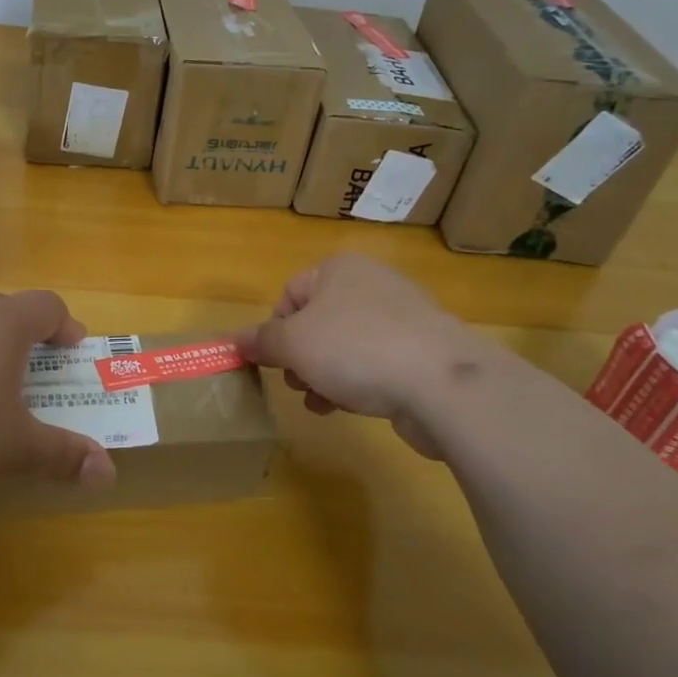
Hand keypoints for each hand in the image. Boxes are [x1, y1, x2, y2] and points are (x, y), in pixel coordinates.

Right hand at [233, 254, 493, 457]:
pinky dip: (357, 382)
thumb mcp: (294, 343)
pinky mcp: (423, 351)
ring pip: (345, 345)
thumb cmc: (355, 349)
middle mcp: (371, 283)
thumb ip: (262, 341)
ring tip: (319, 401)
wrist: (442, 383)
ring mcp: (402, 317)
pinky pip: (375, 363)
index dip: (275, 330)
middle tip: (297, 383)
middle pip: (317, 321)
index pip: (290, 293)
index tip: (274, 362)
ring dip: (324, 374)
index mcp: (339, 268)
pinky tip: (350, 407)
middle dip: (300, 356)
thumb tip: (235, 340)